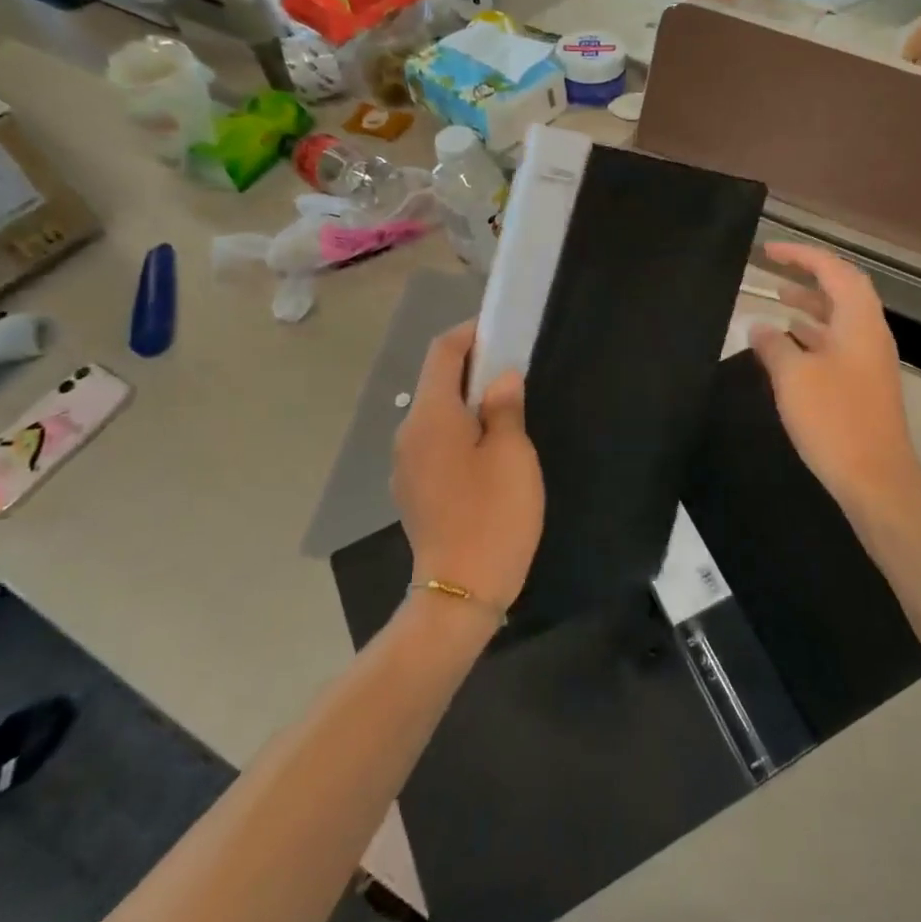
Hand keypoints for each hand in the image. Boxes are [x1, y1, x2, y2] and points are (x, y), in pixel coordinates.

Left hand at [391, 321, 543, 614]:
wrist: (460, 592)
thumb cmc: (492, 515)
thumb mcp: (512, 454)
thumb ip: (504, 407)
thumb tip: (500, 378)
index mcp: (430, 416)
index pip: (443, 352)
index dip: (471, 333)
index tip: (502, 330)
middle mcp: (408, 434)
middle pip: (436, 382)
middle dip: (472, 367)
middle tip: (513, 369)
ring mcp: (406, 465)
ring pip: (436, 414)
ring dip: (467, 401)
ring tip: (506, 408)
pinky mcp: (414, 490)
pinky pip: (435, 442)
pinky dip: (460, 430)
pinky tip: (488, 449)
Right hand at [748, 242, 920, 511]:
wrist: (875, 479)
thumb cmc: (834, 420)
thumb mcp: (794, 377)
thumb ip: (774, 345)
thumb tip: (758, 325)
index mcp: (859, 321)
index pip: (833, 270)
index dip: (802, 255)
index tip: (768, 251)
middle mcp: (869, 334)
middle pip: (842, 290)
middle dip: (808, 275)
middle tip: (774, 270)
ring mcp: (869, 361)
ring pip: (839, 319)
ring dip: (810, 306)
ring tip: (777, 300)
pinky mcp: (863, 385)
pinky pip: (837, 344)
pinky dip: (812, 335)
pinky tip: (788, 345)